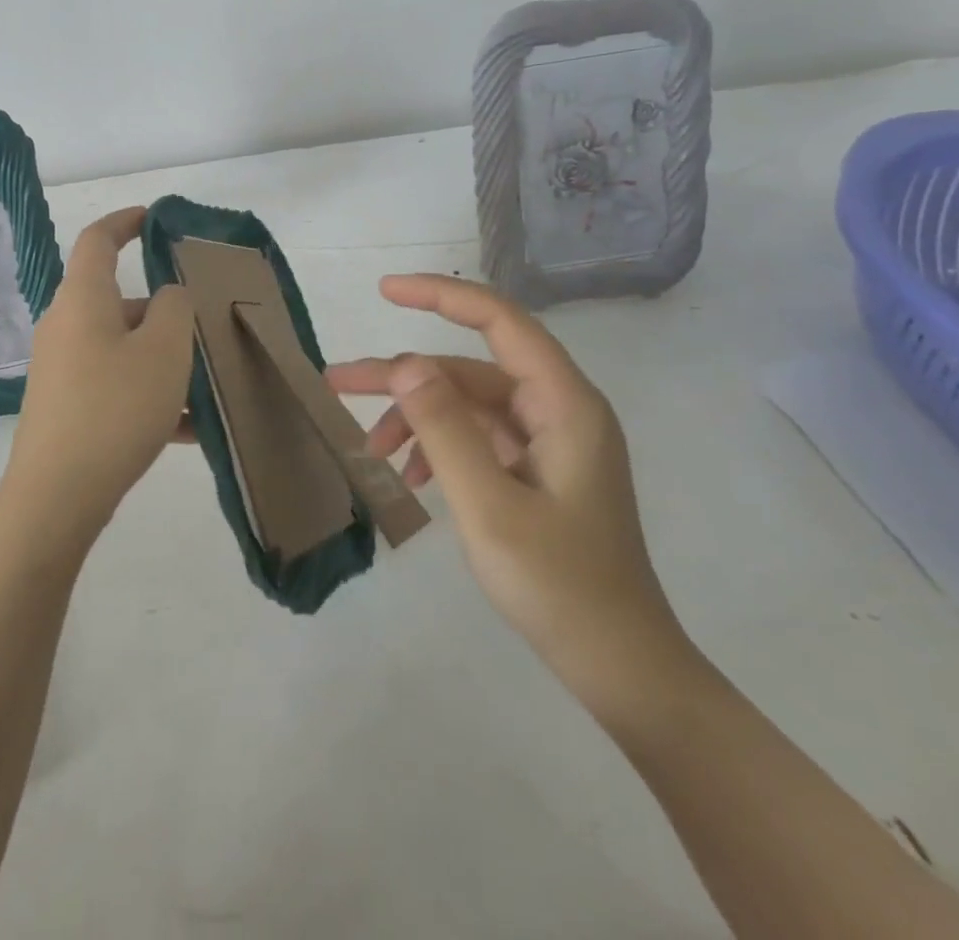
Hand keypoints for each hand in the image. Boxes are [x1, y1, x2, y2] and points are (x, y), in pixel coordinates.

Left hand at [0, 207, 194, 553]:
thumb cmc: (114, 408)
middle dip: (164, 310)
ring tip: (208, 383)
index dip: (125, 221)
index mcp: (83, 300)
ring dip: (163, 359)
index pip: (98, 240)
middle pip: (119, 300)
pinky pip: (116, 385)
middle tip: (206, 324)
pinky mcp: (67, 406)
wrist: (57, 497)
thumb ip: (174, 309)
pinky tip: (189, 428)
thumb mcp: (162, 351)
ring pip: (123, 347)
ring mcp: (63, 369)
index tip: (154, 218)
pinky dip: (149, 395)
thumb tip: (168, 297)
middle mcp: (66, 326)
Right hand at [327, 274, 690, 713]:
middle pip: (468, 368)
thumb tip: (406, 364)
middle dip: (403, 376)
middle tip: (337, 383)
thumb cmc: (560, 586)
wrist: (621, 667)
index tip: (385, 291)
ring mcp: (549, 441)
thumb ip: (445, 428)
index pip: (499, 320)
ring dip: (415, 418)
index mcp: (563, 403)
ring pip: (467, 404)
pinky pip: (477, 437)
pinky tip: (412, 477)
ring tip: (370, 449)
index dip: (440, 295)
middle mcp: (558, 409)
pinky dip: (438, 446)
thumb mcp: (488, 505)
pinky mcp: (537, 470)